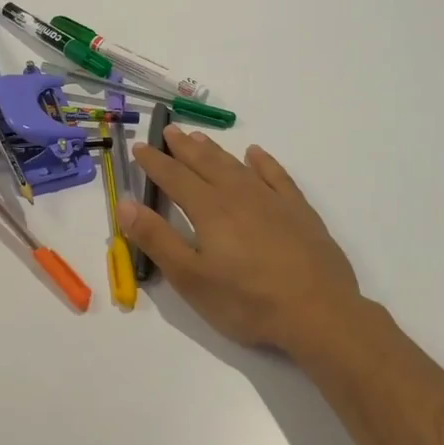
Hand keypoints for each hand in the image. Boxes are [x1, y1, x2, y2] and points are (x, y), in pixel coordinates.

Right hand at [119, 125, 363, 355]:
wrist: (318, 312)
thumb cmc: (247, 301)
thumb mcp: (191, 279)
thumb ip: (157, 239)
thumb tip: (125, 204)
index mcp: (209, 210)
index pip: (174, 178)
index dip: (154, 162)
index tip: (140, 148)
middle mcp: (238, 195)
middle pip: (205, 163)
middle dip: (183, 147)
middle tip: (169, 131)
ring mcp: (272, 200)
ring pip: (237, 166)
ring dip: (215, 150)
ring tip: (200, 138)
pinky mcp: (299, 211)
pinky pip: (277, 176)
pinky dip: (264, 162)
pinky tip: (256, 154)